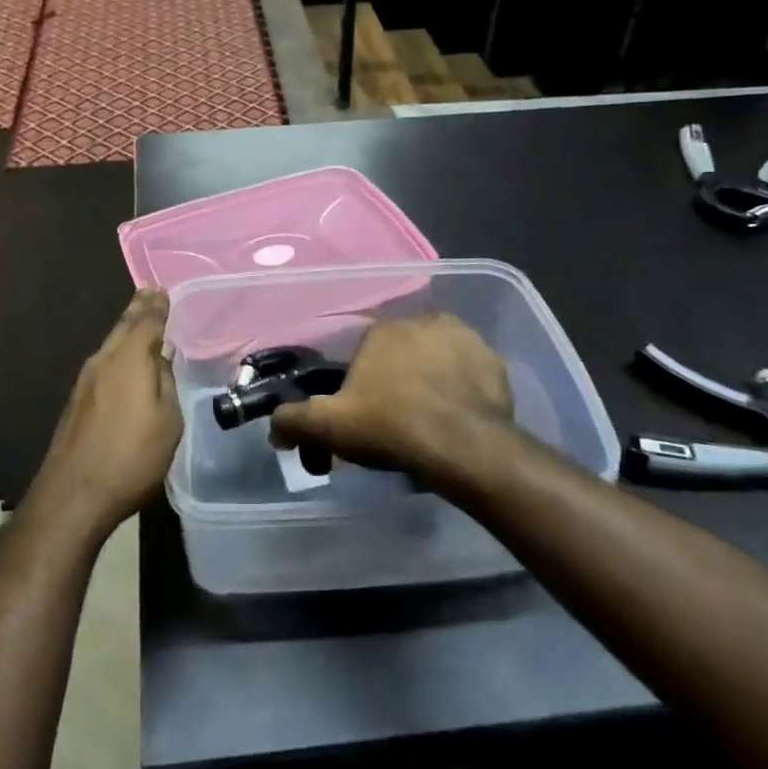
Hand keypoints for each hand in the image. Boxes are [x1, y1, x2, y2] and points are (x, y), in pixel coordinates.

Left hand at [32, 290, 180, 536]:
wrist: (74, 493)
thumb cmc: (131, 456)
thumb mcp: (168, 420)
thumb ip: (165, 382)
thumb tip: (160, 358)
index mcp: (130, 358)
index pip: (147, 321)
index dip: (157, 306)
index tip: (162, 290)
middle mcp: (104, 360)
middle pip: (124, 326)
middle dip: (138, 309)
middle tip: (149, 292)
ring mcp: (86, 379)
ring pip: (111, 343)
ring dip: (126, 328)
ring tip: (139, 318)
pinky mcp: (78, 400)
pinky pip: (103, 361)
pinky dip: (117, 350)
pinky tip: (123, 359)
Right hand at [268, 314, 513, 477]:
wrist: (462, 446)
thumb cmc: (390, 426)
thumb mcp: (329, 427)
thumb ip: (293, 421)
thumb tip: (273, 429)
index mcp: (382, 330)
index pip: (364, 353)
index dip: (362, 384)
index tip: (365, 415)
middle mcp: (422, 322)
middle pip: (402, 353)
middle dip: (397, 379)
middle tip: (396, 421)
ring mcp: (464, 338)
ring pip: (437, 359)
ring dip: (431, 380)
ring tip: (429, 422)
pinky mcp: (495, 362)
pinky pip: (470, 373)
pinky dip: (463, 389)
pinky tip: (458, 417)